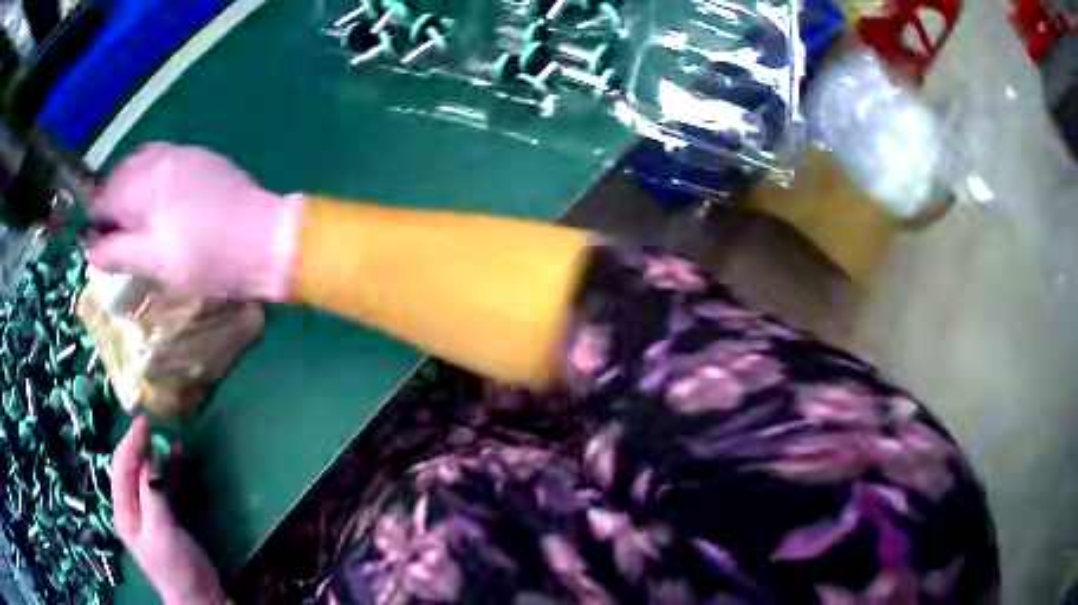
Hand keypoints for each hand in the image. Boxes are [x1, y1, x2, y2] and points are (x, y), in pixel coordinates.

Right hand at [87, 143, 304, 300]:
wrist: (265, 239)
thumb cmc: (207, 257)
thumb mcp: (156, 263)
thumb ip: (118, 252)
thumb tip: (90, 250)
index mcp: (146, 182)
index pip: (104, 195)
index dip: (95, 220)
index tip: (97, 244)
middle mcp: (161, 157)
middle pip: (120, 175)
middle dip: (111, 203)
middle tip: (115, 236)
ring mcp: (184, 153)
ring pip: (141, 165)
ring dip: (130, 190)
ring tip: (136, 225)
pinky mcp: (201, 158)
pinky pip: (163, 163)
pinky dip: (151, 182)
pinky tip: (159, 207)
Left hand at [112, 417, 226, 604]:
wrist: (199, 597)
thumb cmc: (176, 566)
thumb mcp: (161, 529)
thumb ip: (152, 492)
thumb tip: (150, 457)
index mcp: (123, 511)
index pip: (121, 467)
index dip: (130, 443)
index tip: (143, 421)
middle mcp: (131, 508)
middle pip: (130, 469)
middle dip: (139, 446)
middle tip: (153, 424)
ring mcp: (147, 514)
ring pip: (146, 476)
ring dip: (155, 457)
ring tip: (167, 438)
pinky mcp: (165, 519)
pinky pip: (161, 487)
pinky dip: (167, 472)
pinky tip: (176, 459)